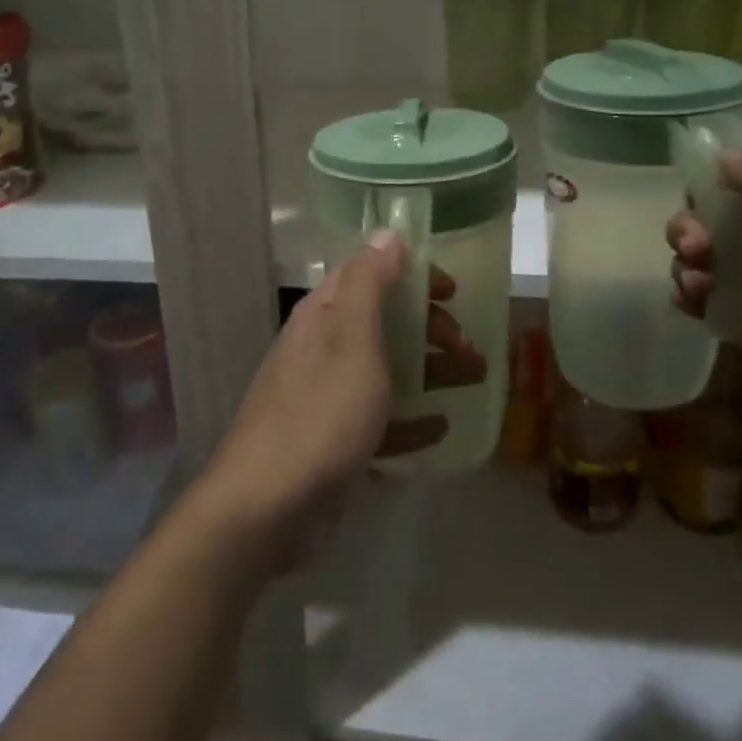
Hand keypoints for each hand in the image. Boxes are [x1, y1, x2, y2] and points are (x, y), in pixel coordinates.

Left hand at [199, 236, 489, 567]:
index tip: (453, 290)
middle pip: (382, 323)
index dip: (411, 276)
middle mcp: (322, 349)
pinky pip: (381, 421)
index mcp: (322, 317)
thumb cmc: (319, 413)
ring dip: (429, 371)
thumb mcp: (351, 339)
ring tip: (475, 378)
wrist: (267, 508)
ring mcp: (327, 398)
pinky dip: (411, 421)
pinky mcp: (335, 443)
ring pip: (386, 371)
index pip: (368, 275)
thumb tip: (386, 232)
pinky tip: (442, 428)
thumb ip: (369, 284)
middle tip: (467, 346)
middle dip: (428, 328)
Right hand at [669, 154, 741, 443]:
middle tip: (695, 250)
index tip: (694, 198)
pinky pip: (706, 296)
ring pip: (705, 258)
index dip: (714, 185)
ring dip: (688, 266)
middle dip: (692, 230)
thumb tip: (725, 155)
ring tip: (696, 286)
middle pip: (716, 220)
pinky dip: (691, 296)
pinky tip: (691, 306)